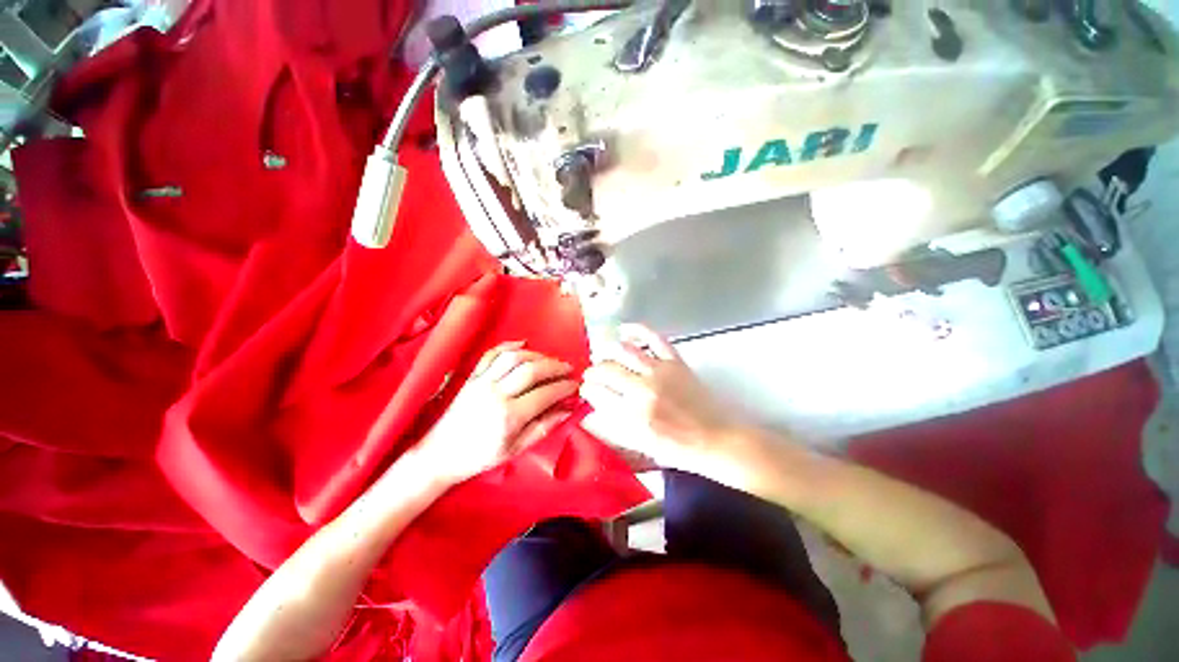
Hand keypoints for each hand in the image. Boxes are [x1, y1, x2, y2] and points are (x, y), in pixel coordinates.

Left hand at [417, 342, 578, 484]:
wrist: (440, 454)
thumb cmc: (480, 457)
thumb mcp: (515, 449)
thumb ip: (543, 427)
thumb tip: (567, 410)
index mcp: (509, 417)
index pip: (545, 394)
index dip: (564, 387)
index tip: (575, 385)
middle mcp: (496, 394)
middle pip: (532, 370)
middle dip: (555, 366)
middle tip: (568, 368)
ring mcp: (482, 382)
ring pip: (514, 358)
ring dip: (537, 355)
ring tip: (550, 360)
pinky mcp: (472, 377)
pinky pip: (491, 354)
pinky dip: (509, 345)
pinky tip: (523, 344)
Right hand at [579, 325, 742, 476]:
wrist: (715, 439)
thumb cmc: (677, 448)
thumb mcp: (639, 446)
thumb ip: (611, 429)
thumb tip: (588, 414)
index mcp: (633, 415)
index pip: (597, 393)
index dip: (587, 390)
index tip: (586, 390)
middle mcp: (643, 389)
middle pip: (606, 370)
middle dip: (593, 372)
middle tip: (592, 375)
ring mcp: (660, 371)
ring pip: (623, 351)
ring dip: (607, 352)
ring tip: (604, 358)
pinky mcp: (675, 361)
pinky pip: (653, 337)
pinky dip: (637, 330)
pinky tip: (624, 331)